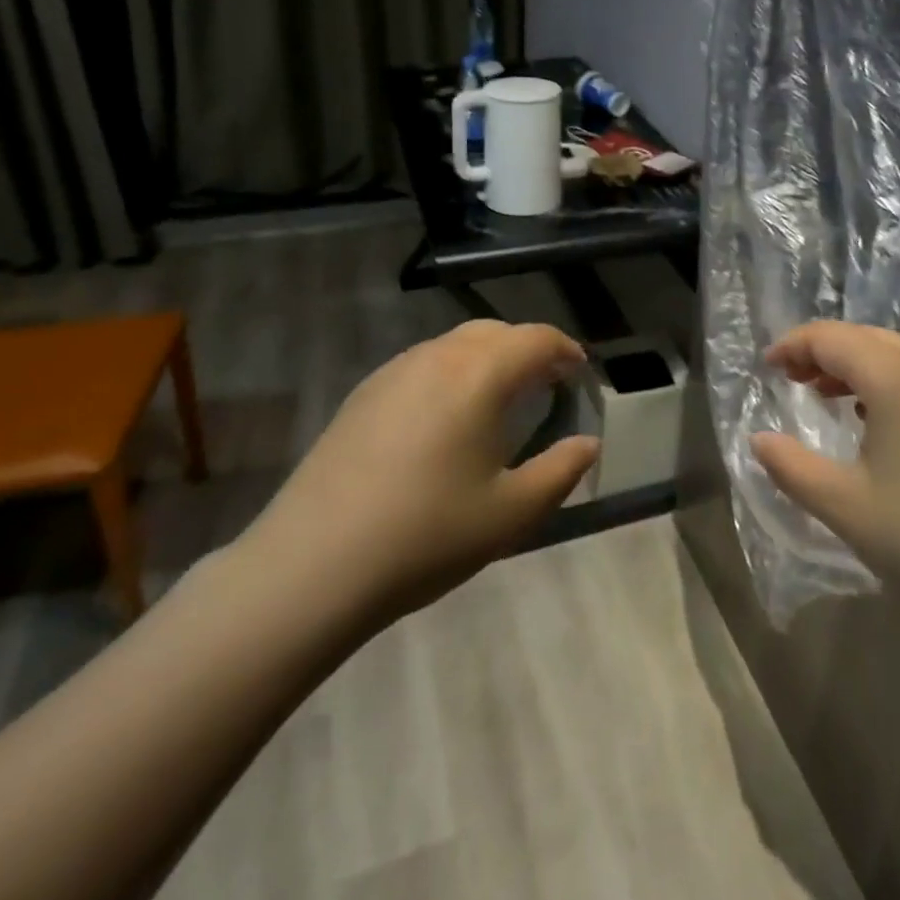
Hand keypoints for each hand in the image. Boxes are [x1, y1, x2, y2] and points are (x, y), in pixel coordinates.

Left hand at [240, 320, 597, 642]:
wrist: (311, 567)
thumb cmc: (426, 535)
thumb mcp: (512, 512)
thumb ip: (561, 470)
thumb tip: (588, 443)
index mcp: (479, 375)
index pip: (536, 339)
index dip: (565, 350)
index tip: (580, 373)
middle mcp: (436, 357)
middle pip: (495, 332)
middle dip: (527, 350)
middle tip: (546, 385)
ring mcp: (392, 372)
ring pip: (454, 345)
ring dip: (487, 359)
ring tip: (499, 401)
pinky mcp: (362, 395)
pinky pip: (422, 365)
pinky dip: (451, 374)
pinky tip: (445, 421)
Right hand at [751, 321, 899, 640]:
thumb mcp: (844, 506)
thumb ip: (791, 466)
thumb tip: (758, 440)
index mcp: (899, 378)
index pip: (833, 338)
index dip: (794, 345)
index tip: (766, 367)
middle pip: (868, 338)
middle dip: (824, 351)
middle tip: (791, 378)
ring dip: (858, 366)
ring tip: (827, 395)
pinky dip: (890, 384)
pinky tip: (880, 422)